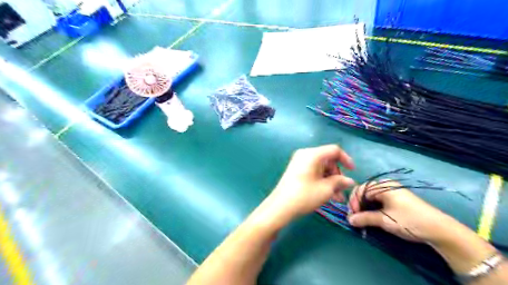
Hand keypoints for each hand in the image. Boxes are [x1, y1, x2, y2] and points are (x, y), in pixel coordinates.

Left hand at [258, 145, 353, 227]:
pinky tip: (327, 195)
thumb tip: (349, 181)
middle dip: (337, 175)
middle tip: (342, 190)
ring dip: (330, 181)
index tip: (352, 171)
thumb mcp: (326, 189)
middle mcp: (305, 154)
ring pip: (321, 168)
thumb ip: (340, 182)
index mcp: (312, 154)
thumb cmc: (305, 195)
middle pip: (327, 160)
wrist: (280, 206)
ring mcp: (299, 162)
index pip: (334, 150)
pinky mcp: (295, 170)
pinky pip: (313, 171)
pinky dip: (321, 180)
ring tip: (336, 198)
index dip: (346, 159)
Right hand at [348, 180, 501, 277]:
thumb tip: (349, 220)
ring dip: (365, 208)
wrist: (439, 229)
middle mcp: (386, 185)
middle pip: (364, 192)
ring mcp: (392, 192)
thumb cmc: (409, 220)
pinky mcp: (397, 199)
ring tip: (363, 220)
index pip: (360, 189)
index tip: (352, 215)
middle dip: (358, 205)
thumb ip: (364, 218)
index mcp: (382, 185)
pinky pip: (379, 201)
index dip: (353, 202)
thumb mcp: (384, 220)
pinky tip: (373, 217)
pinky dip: (373, 209)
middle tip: (356, 219)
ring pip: (371, 198)